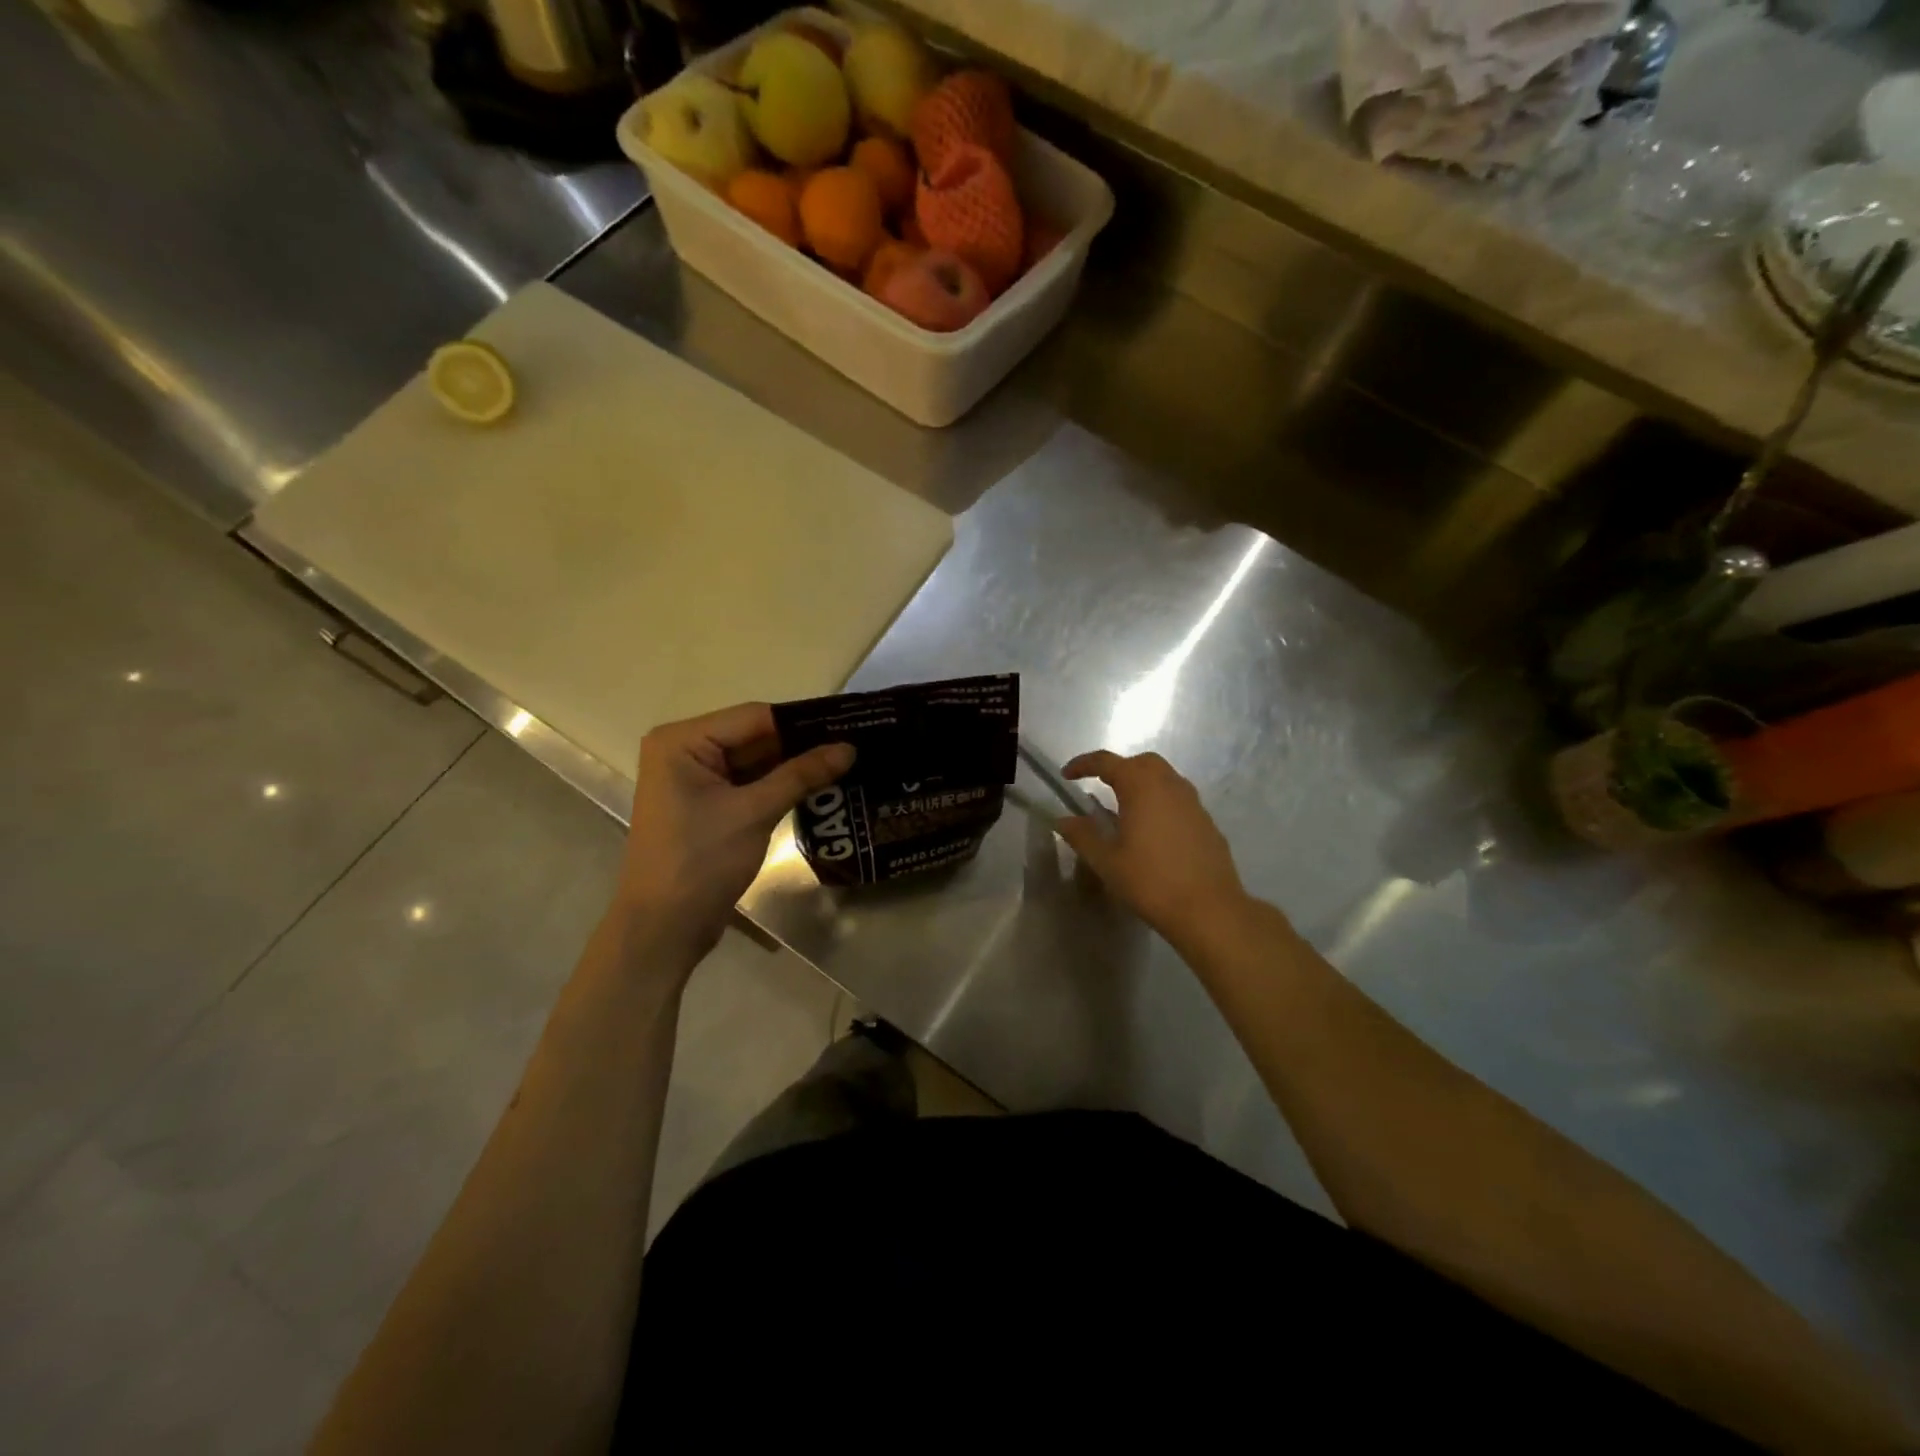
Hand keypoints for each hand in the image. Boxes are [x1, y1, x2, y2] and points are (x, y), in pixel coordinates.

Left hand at [615, 703, 853, 962]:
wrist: (664, 928)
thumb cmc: (700, 862)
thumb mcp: (754, 813)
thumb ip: (801, 775)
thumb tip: (849, 747)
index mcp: (682, 741)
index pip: (754, 717)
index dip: (802, 721)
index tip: (850, 723)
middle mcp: (684, 751)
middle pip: (754, 737)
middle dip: (801, 744)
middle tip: (854, 744)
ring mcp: (695, 780)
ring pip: (755, 762)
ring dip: (794, 766)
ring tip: (847, 762)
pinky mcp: (708, 805)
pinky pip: (750, 784)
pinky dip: (780, 786)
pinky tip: (820, 785)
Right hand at [1057, 750, 1249, 945]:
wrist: (1209, 909)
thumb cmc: (1151, 882)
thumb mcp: (1107, 861)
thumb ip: (1082, 835)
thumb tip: (1064, 820)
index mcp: (1141, 787)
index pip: (1107, 762)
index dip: (1084, 764)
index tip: (1066, 775)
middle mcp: (1170, 785)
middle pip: (1141, 763)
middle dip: (1118, 769)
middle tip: (1099, 787)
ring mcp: (1193, 802)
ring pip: (1164, 778)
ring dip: (1141, 784)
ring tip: (1125, 809)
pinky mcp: (1207, 822)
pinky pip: (1179, 799)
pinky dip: (1160, 802)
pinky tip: (1153, 831)